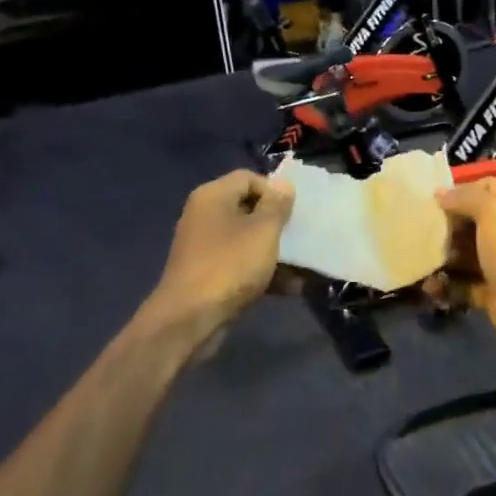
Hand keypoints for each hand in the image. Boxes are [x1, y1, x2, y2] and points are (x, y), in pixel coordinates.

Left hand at [147, 170, 294, 342]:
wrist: (191, 318)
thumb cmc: (230, 265)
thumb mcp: (262, 232)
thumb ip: (277, 206)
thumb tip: (283, 185)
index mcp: (213, 196)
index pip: (248, 178)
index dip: (274, 191)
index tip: (294, 212)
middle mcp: (205, 216)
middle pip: (248, 209)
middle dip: (278, 223)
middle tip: (302, 236)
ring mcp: (206, 248)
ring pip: (248, 240)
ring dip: (275, 252)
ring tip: (304, 266)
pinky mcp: (209, 275)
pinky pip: (242, 265)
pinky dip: (263, 273)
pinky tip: (291, 288)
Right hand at [433, 179, 495, 409]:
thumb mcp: (495, 213)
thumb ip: (466, 197)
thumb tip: (440, 192)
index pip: (489, 185)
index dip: (460, 191)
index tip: (430, 202)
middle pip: (476, 220)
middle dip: (448, 226)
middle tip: (422, 232)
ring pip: (469, 253)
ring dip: (444, 257)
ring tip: (420, 261)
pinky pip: (467, 283)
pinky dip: (448, 284)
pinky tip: (430, 287)